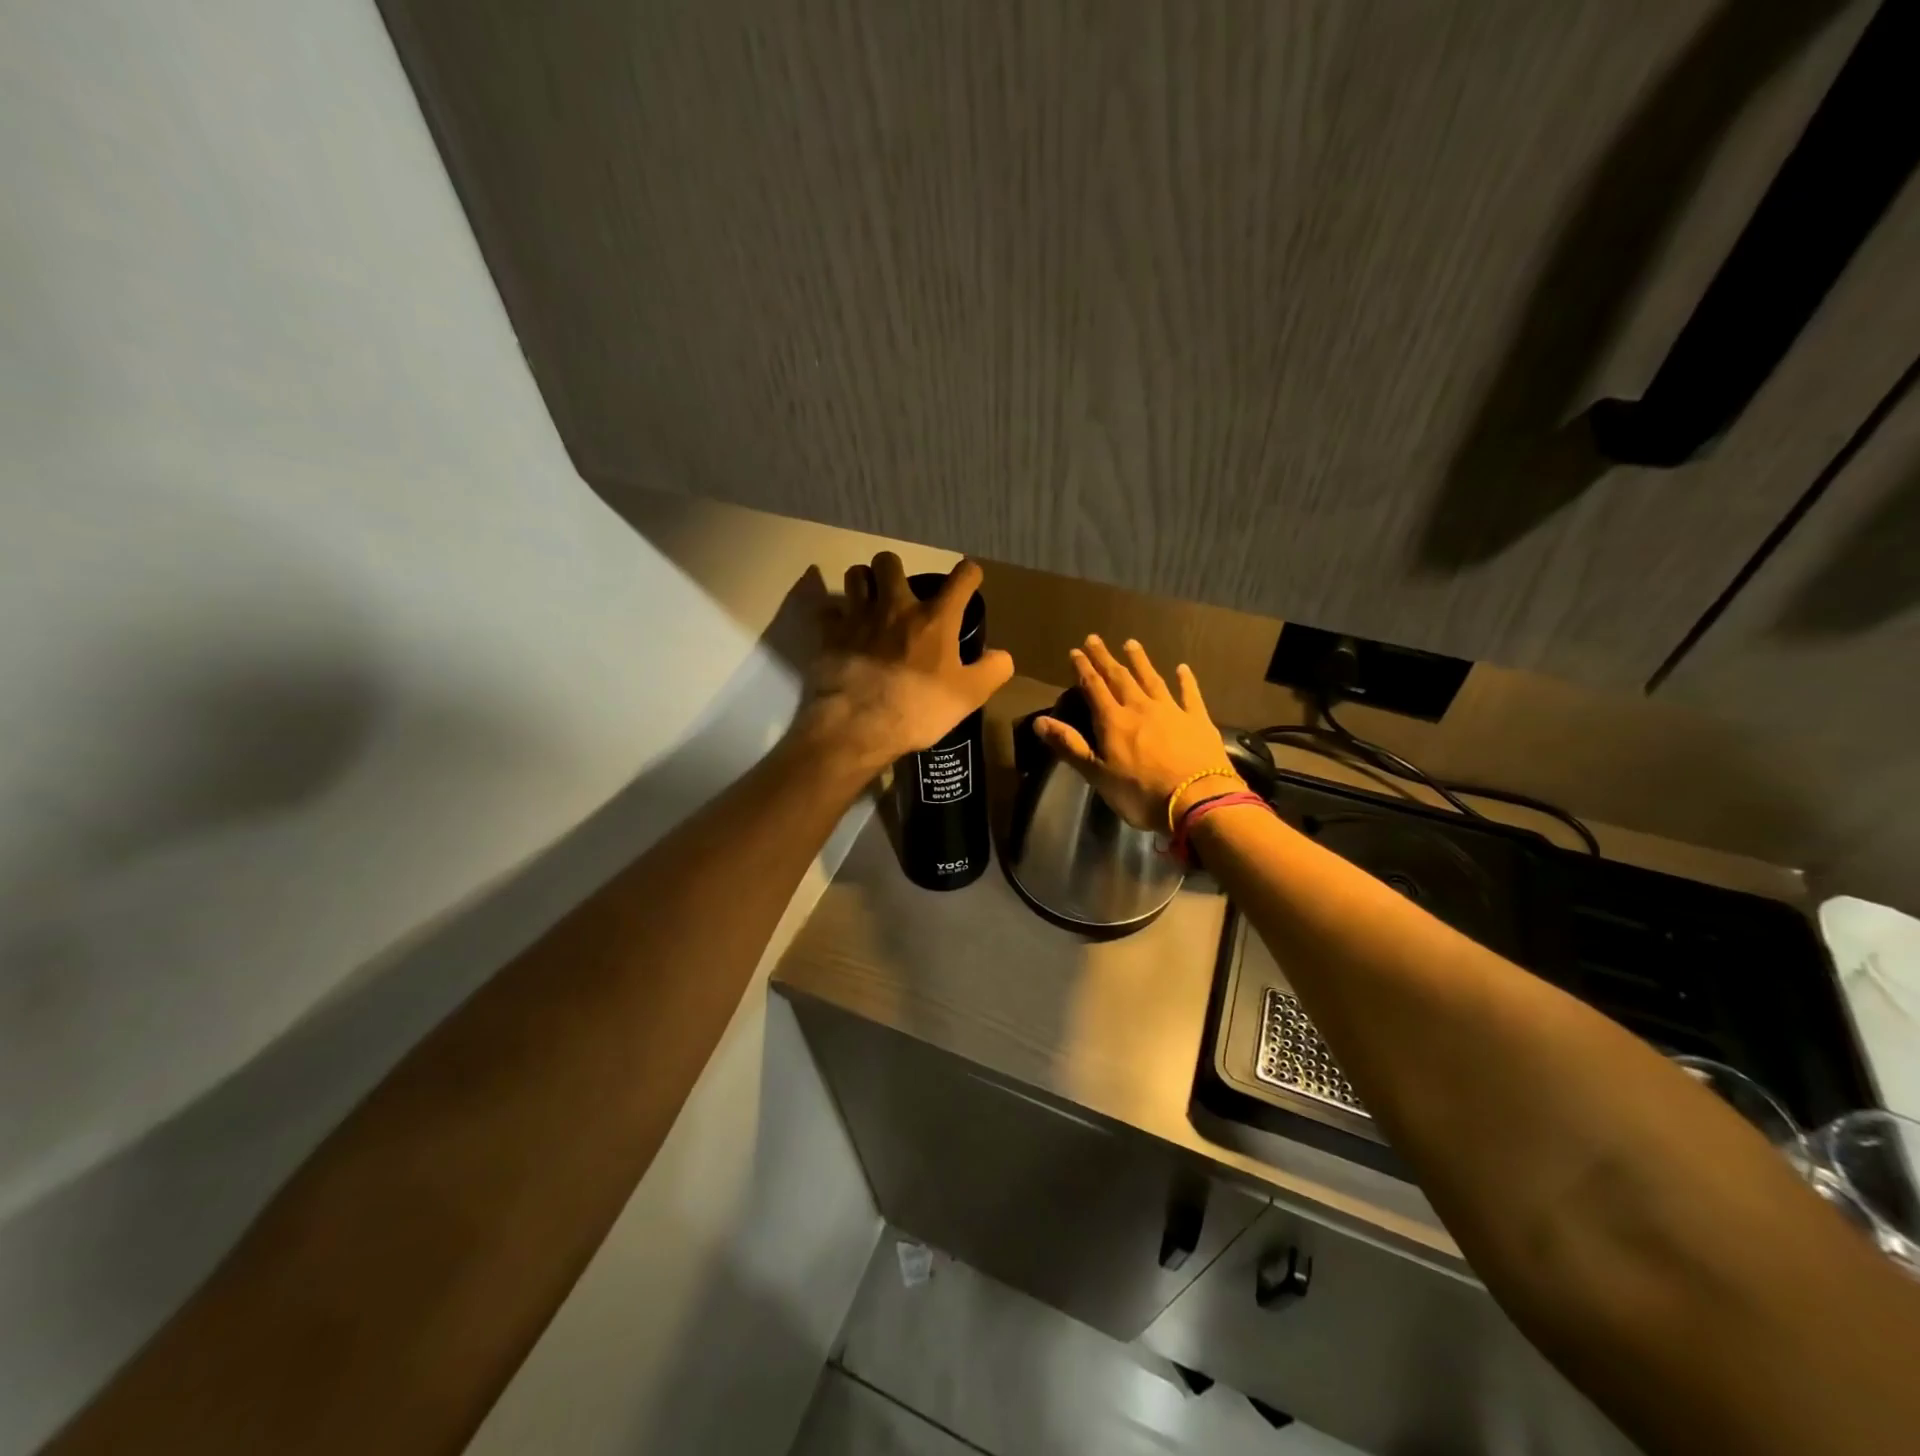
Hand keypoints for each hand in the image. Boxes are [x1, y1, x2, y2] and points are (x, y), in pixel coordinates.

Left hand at [788, 553, 1014, 776]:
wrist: (858, 727)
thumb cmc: (918, 709)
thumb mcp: (969, 697)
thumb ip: (992, 671)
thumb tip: (1002, 655)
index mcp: (935, 619)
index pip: (961, 578)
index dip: (969, 574)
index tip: (969, 580)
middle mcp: (895, 607)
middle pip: (889, 561)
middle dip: (895, 569)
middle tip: (901, 591)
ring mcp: (858, 618)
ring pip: (855, 576)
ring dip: (864, 582)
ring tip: (870, 600)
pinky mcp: (829, 636)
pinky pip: (828, 612)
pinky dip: (835, 617)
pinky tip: (841, 630)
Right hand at [1033, 636, 1241, 831]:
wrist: (1196, 799)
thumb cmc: (1140, 793)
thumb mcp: (1097, 774)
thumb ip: (1069, 746)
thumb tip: (1039, 721)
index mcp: (1114, 721)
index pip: (1094, 688)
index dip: (1083, 669)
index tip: (1075, 652)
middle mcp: (1141, 707)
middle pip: (1120, 677)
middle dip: (1105, 658)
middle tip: (1095, 639)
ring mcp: (1172, 711)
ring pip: (1152, 679)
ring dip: (1140, 661)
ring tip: (1131, 643)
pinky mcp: (1198, 720)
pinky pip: (1190, 694)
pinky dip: (1185, 680)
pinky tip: (1182, 668)